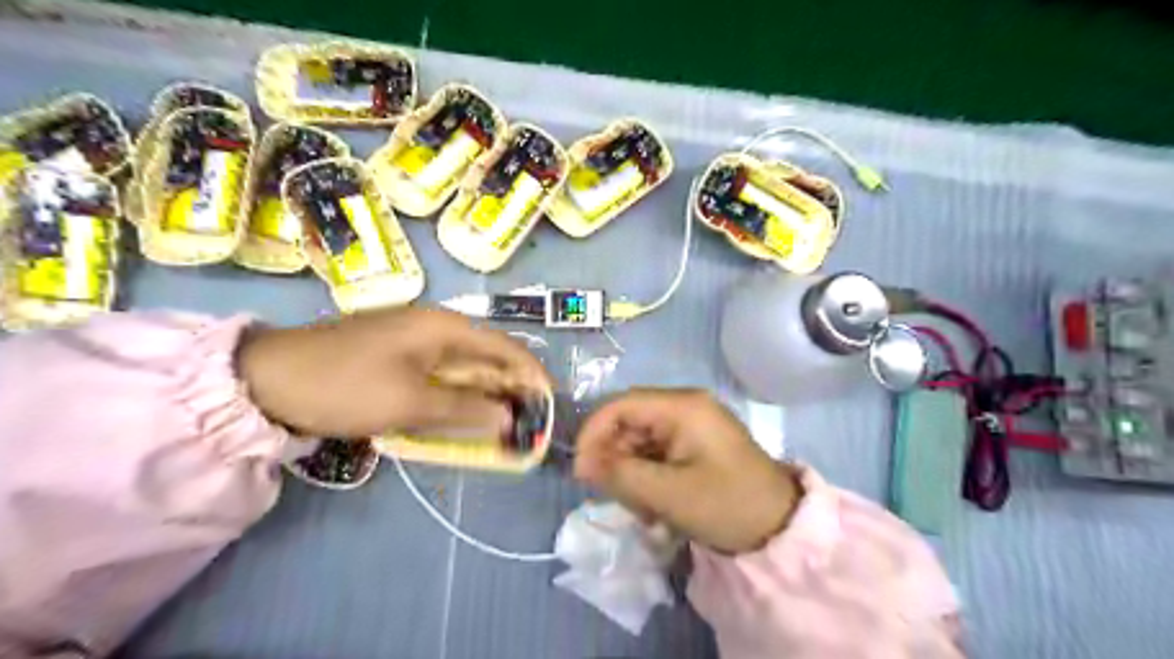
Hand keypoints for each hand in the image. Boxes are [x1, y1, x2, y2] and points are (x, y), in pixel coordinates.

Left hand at [239, 306, 552, 437]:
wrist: (267, 379)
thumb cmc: (346, 385)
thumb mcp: (409, 402)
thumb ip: (465, 409)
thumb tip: (510, 417)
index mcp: (444, 327)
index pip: (505, 347)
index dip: (531, 374)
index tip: (549, 402)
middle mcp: (435, 326)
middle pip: (487, 355)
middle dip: (510, 387)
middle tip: (526, 420)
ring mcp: (414, 340)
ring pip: (464, 366)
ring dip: (484, 393)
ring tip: (502, 422)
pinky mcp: (397, 355)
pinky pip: (440, 374)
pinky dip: (457, 394)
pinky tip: (461, 414)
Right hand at [575, 388, 802, 552]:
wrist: (781, 526)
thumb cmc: (727, 504)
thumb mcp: (668, 494)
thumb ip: (620, 475)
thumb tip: (581, 463)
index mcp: (682, 406)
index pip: (621, 405)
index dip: (593, 433)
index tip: (580, 470)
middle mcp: (685, 405)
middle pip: (629, 421)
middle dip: (614, 457)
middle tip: (612, 496)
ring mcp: (691, 423)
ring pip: (640, 439)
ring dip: (631, 471)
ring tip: (642, 508)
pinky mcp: (695, 442)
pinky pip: (657, 451)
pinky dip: (648, 475)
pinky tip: (655, 505)